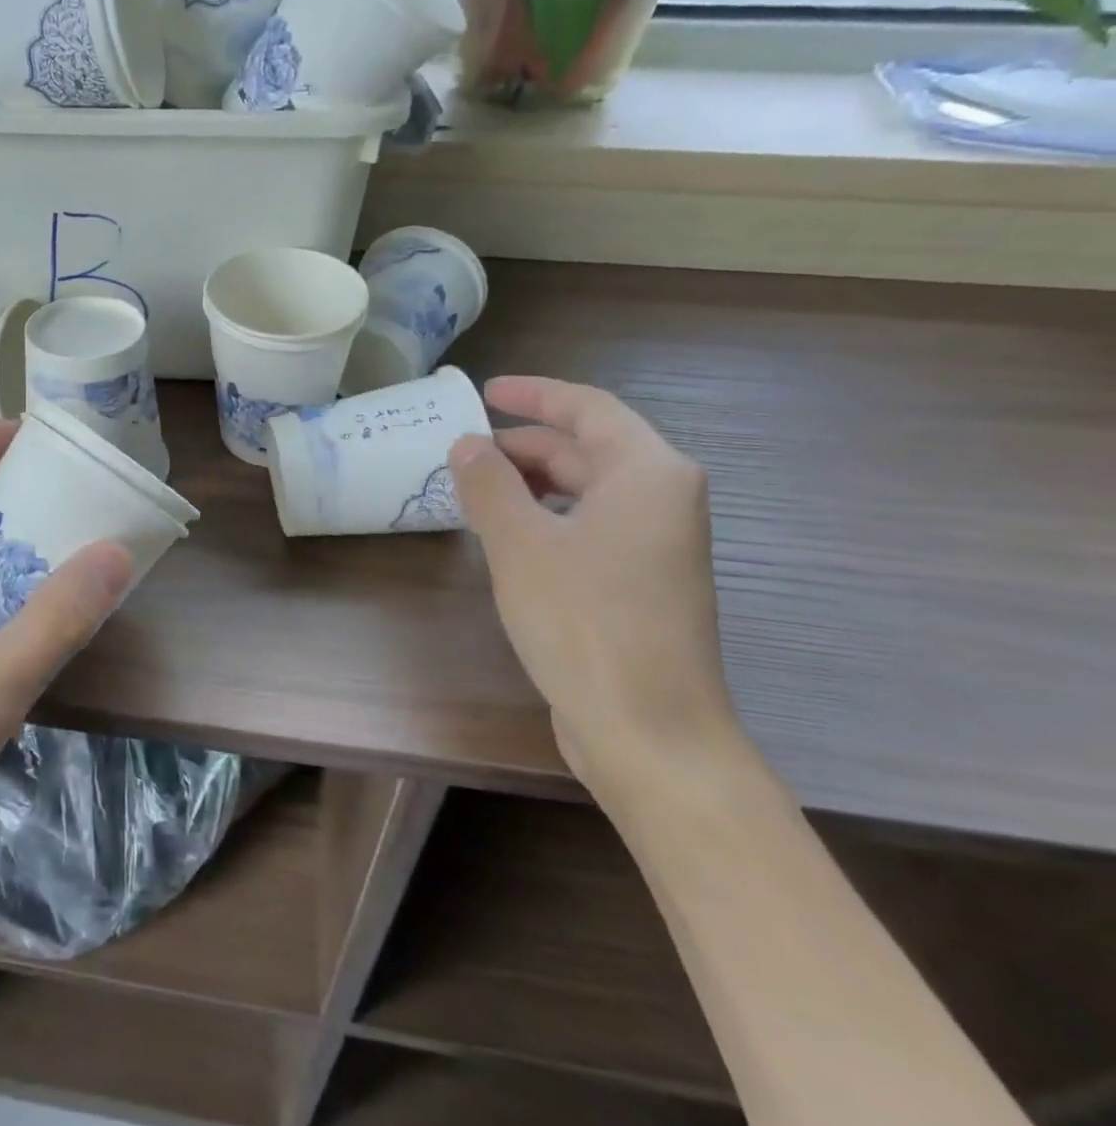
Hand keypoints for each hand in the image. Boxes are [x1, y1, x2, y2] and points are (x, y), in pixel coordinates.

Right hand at [450, 376, 745, 799]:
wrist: (649, 734)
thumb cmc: (584, 622)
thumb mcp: (520, 543)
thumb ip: (488, 484)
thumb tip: (467, 444)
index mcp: (647, 473)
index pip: (587, 408)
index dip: (534, 395)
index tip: (485, 391)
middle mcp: (662, 500)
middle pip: (587, 449)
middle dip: (523, 445)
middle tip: (463, 450)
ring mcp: (657, 546)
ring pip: (586, 491)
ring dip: (530, 484)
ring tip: (473, 490)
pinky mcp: (642, 585)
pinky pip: (588, 527)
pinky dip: (545, 518)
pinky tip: (505, 537)